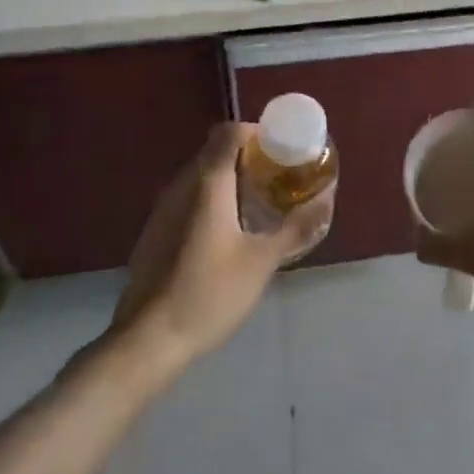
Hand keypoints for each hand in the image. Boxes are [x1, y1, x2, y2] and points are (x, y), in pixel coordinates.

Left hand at [112, 123, 331, 365]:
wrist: (146, 341)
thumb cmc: (209, 293)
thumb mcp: (262, 261)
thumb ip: (295, 227)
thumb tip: (326, 201)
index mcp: (207, 183)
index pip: (229, 132)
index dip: (257, 133)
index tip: (281, 150)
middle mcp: (180, 186)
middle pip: (214, 151)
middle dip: (248, 157)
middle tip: (278, 178)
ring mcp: (162, 210)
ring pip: (200, 176)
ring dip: (229, 180)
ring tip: (259, 204)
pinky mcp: (154, 233)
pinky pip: (187, 199)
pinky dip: (211, 201)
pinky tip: (228, 233)